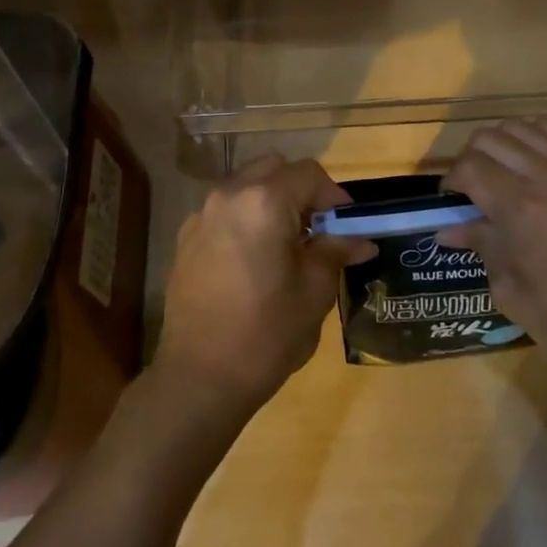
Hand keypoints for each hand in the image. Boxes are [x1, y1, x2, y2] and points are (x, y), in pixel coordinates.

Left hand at [154, 155, 373, 422]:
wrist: (199, 377)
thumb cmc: (266, 334)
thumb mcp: (314, 292)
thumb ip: (336, 252)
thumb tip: (361, 240)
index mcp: (264, 202)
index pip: (308, 174)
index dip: (334, 195)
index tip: (346, 226)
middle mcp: (228, 195)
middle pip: (273, 169)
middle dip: (300, 191)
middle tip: (317, 230)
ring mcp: (202, 215)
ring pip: (246, 186)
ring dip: (272, 202)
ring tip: (287, 246)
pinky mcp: (186, 238)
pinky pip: (224, 211)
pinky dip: (246, 219)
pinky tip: (254, 261)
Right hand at [438, 118, 546, 377]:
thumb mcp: (514, 292)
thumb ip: (482, 248)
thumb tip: (449, 229)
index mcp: (522, 209)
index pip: (469, 168)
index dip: (450, 182)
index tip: (449, 202)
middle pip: (490, 138)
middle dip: (470, 160)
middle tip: (471, 189)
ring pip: (523, 127)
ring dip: (501, 146)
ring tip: (501, 174)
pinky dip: (534, 140)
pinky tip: (533, 166)